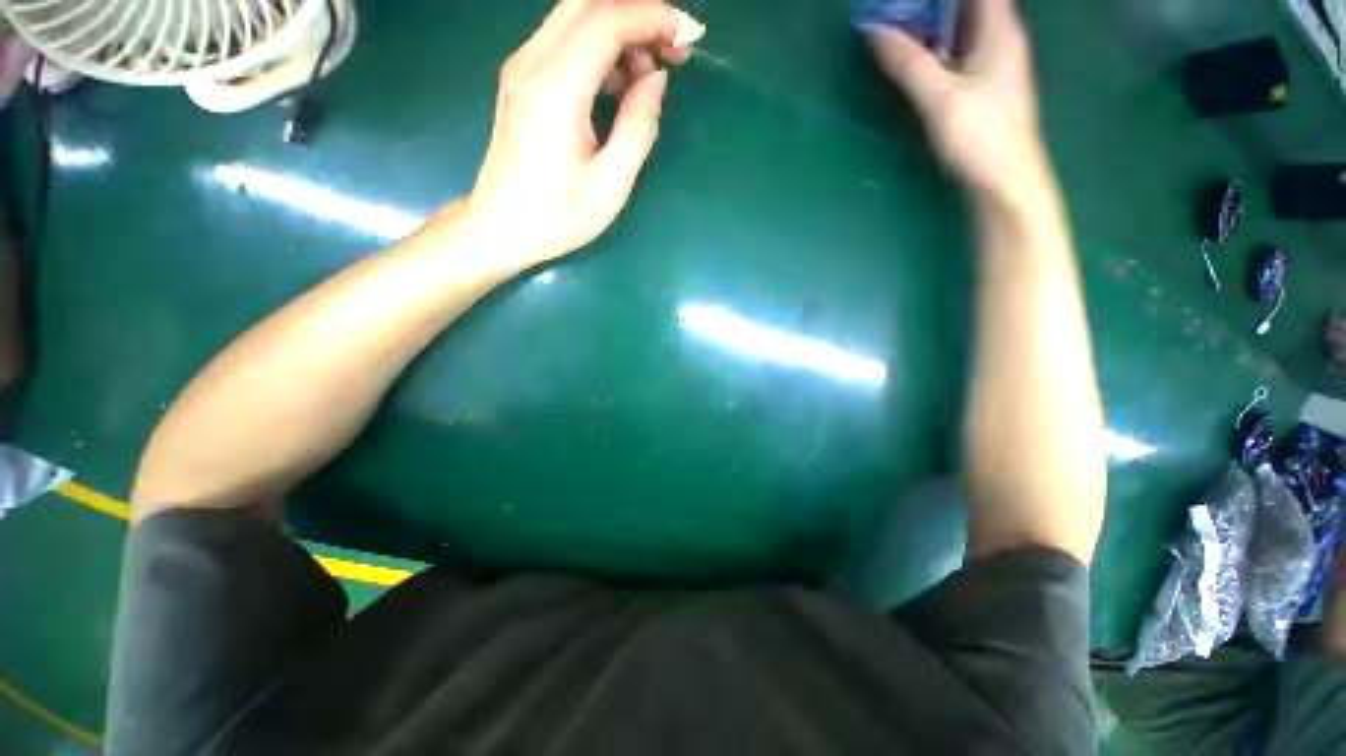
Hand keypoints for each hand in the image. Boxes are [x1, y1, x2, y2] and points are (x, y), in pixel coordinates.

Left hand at [459, 0, 695, 265]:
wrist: (500, 227)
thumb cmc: (558, 218)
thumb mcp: (610, 185)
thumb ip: (637, 127)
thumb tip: (656, 80)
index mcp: (556, 91)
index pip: (607, 21)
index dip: (652, 19)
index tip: (687, 38)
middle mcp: (532, 63)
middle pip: (588, 4)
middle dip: (637, 14)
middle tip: (672, 48)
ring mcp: (521, 67)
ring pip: (575, 16)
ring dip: (619, 28)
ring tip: (651, 69)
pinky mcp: (520, 78)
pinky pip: (564, 39)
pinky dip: (599, 45)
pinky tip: (620, 81)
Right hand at [866, 0, 1048, 203]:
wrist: (1003, 182)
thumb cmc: (980, 138)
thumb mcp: (940, 99)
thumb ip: (908, 64)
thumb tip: (874, 32)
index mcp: (999, 30)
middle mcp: (1000, 39)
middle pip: (966, 5)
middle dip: (929, 5)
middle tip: (892, 10)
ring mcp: (992, 63)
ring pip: (960, 28)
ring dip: (930, 25)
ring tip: (895, 28)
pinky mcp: (983, 86)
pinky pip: (957, 53)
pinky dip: (934, 49)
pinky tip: (914, 60)